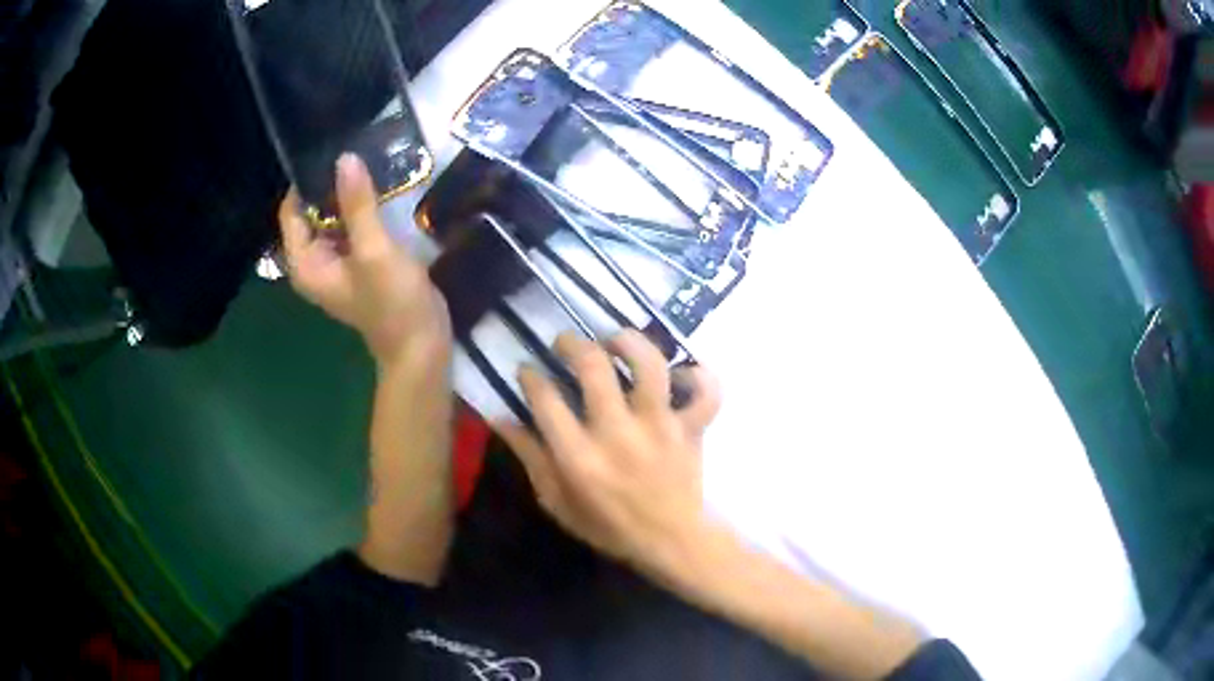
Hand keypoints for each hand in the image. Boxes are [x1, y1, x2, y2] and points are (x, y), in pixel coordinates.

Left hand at [279, 153, 450, 368]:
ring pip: (334, 217)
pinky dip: (362, 208)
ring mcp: (337, 261)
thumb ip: (357, 204)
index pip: (291, 212)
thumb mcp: (374, 250)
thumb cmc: (393, 301)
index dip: (306, 182)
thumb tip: (345, 158)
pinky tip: (382, 187)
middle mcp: (315, 261)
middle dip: (330, 184)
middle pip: (311, 212)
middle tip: (356, 150)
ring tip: (369, 160)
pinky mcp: (359, 260)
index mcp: (306, 263)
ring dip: (348, 194)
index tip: (330, 152)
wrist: (421, 344)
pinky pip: (352, 226)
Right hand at [495, 330, 722, 581]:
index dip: (530, 376)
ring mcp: (660, 426)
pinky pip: (706, 392)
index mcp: (579, 456)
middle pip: (594, 367)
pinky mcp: (691, 428)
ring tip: (615, 342)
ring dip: (630, 343)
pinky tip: (680, 373)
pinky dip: (698, 376)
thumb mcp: (557, 501)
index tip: (528, 370)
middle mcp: (618, 432)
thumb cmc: (608, 525)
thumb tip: (500, 418)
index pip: (546, 398)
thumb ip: (529, 457)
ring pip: (650, 365)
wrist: (671, 541)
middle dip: (572, 344)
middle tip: (565, 343)